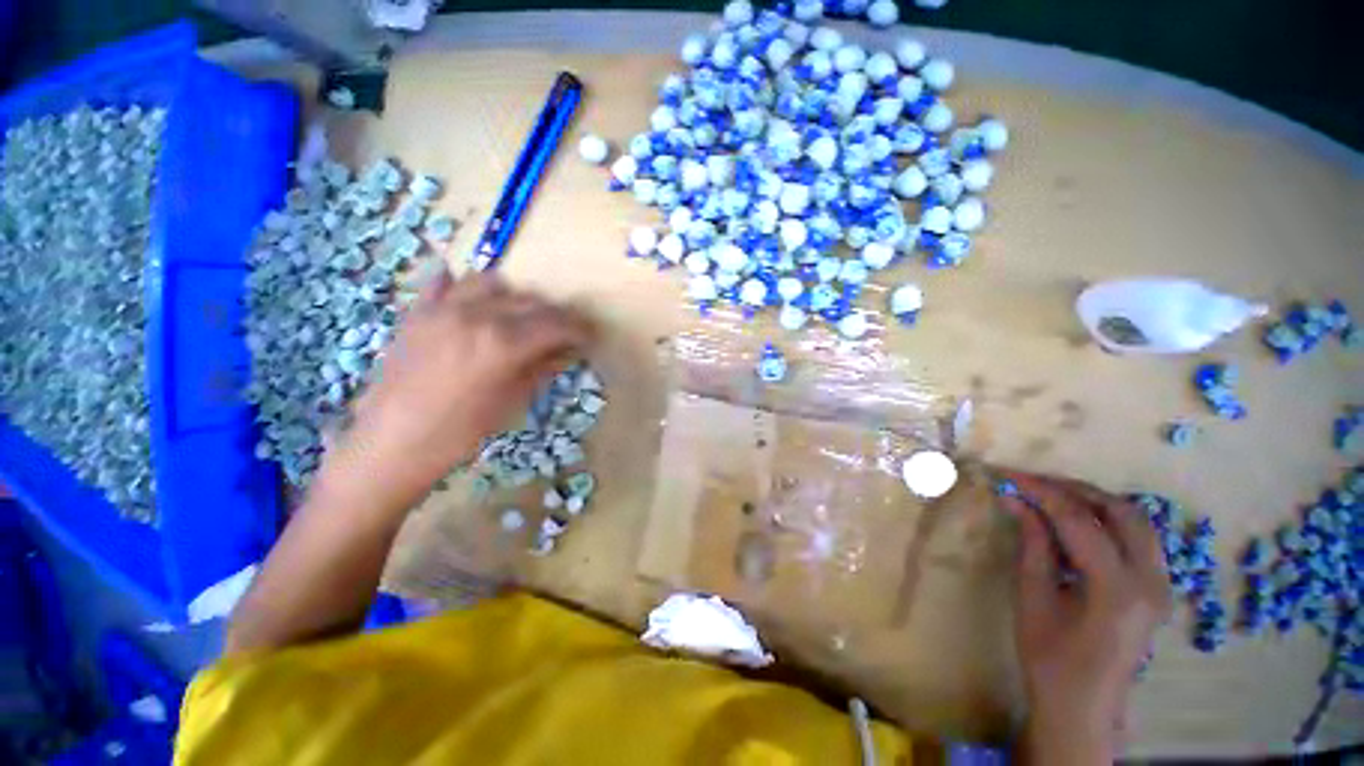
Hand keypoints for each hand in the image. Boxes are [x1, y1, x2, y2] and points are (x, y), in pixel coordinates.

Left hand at [331, 270, 593, 507]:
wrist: (391, 444)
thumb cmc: (460, 433)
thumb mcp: (513, 402)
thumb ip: (543, 368)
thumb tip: (568, 351)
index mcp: (504, 343)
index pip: (556, 323)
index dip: (579, 328)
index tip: (590, 335)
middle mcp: (476, 314)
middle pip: (531, 300)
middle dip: (555, 315)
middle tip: (564, 332)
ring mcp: (442, 308)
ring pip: (493, 282)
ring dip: (517, 296)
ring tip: (522, 317)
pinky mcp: (418, 311)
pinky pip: (445, 281)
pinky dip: (467, 286)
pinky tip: (476, 301)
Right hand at [999, 472, 1171, 764]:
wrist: (1085, 706)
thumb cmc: (1051, 659)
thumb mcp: (1033, 600)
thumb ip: (1032, 545)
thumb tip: (1014, 501)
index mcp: (1117, 589)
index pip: (1078, 520)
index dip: (1040, 492)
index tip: (1006, 475)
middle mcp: (1150, 581)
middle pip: (1120, 510)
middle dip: (1071, 489)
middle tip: (1029, 483)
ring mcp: (1160, 584)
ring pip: (1135, 520)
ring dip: (1092, 501)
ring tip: (1049, 497)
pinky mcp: (1157, 587)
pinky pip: (1137, 537)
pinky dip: (1105, 519)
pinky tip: (1075, 524)